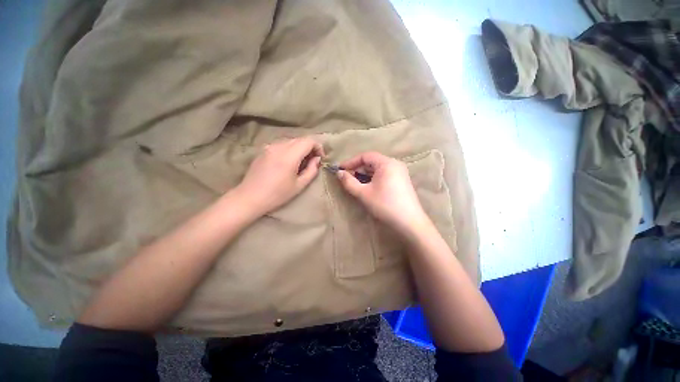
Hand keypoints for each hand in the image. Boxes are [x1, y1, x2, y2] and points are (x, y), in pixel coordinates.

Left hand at [235, 138, 323, 215]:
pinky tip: (288, 162)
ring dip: (300, 148)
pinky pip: (281, 144)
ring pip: (291, 141)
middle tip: (312, 161)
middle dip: (310, 147)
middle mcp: (279, 146)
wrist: (250, 197)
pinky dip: (290, 149)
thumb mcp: (299, 185)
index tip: (320, 158)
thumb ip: (312, 170)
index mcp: (289, 155)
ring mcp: (269, 146)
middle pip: (300, 139)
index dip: (318, 147)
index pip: (309, 141)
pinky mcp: (264, 149)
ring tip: (301, 162)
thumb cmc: (277, 194)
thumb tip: (317, 159)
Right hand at [336, 152, 430, 237]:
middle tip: (347, 178)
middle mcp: (395, 164)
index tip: (340, 169)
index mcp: (387, 163)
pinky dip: (374, 178)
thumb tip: (339, 173)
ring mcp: (400, 172)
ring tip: (356, 183)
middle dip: (358, 168)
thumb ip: (349, 182)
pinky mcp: (402, 181)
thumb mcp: (363, 193)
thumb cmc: (385, 205)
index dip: (351, 161)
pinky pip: (385, 174)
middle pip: (372, 161)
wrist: (409, 222)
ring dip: (365, 174)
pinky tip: (368, 187)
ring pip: (378, 169)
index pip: (365, 156)